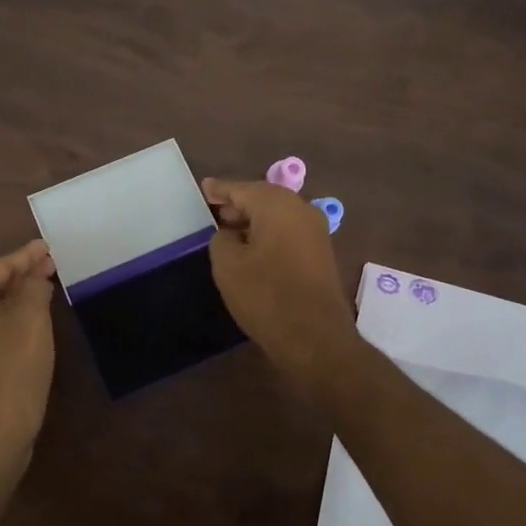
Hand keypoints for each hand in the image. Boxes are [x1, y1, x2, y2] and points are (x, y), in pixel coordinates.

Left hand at [0, 239, 57, 488]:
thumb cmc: (9, 371)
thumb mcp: (30, 320)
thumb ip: (34, 288)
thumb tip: (34, 277)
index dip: (26, 256)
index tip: (48, 248)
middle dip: (21, 277)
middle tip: (51, 267)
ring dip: (16, 302)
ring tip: (44, 292)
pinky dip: (9, 325)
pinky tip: (30, 328)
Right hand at [202, 178, 357, 382]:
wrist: (315, 337)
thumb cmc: (266, 295)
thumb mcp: (228, 265)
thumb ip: (222, 239)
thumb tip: (231, 234)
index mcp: (277, 204)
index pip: (241, 189)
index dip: (220, 189)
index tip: (204, 187)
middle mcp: (301, 209)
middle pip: (263, 198)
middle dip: (238, 203)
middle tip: (214, 209)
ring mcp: (316, 231)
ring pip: (278, 215)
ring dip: (254, 220)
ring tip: (229, 229)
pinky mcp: (321, 252)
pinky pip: (288, 231)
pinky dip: (269, 233)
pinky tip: (253, 247)